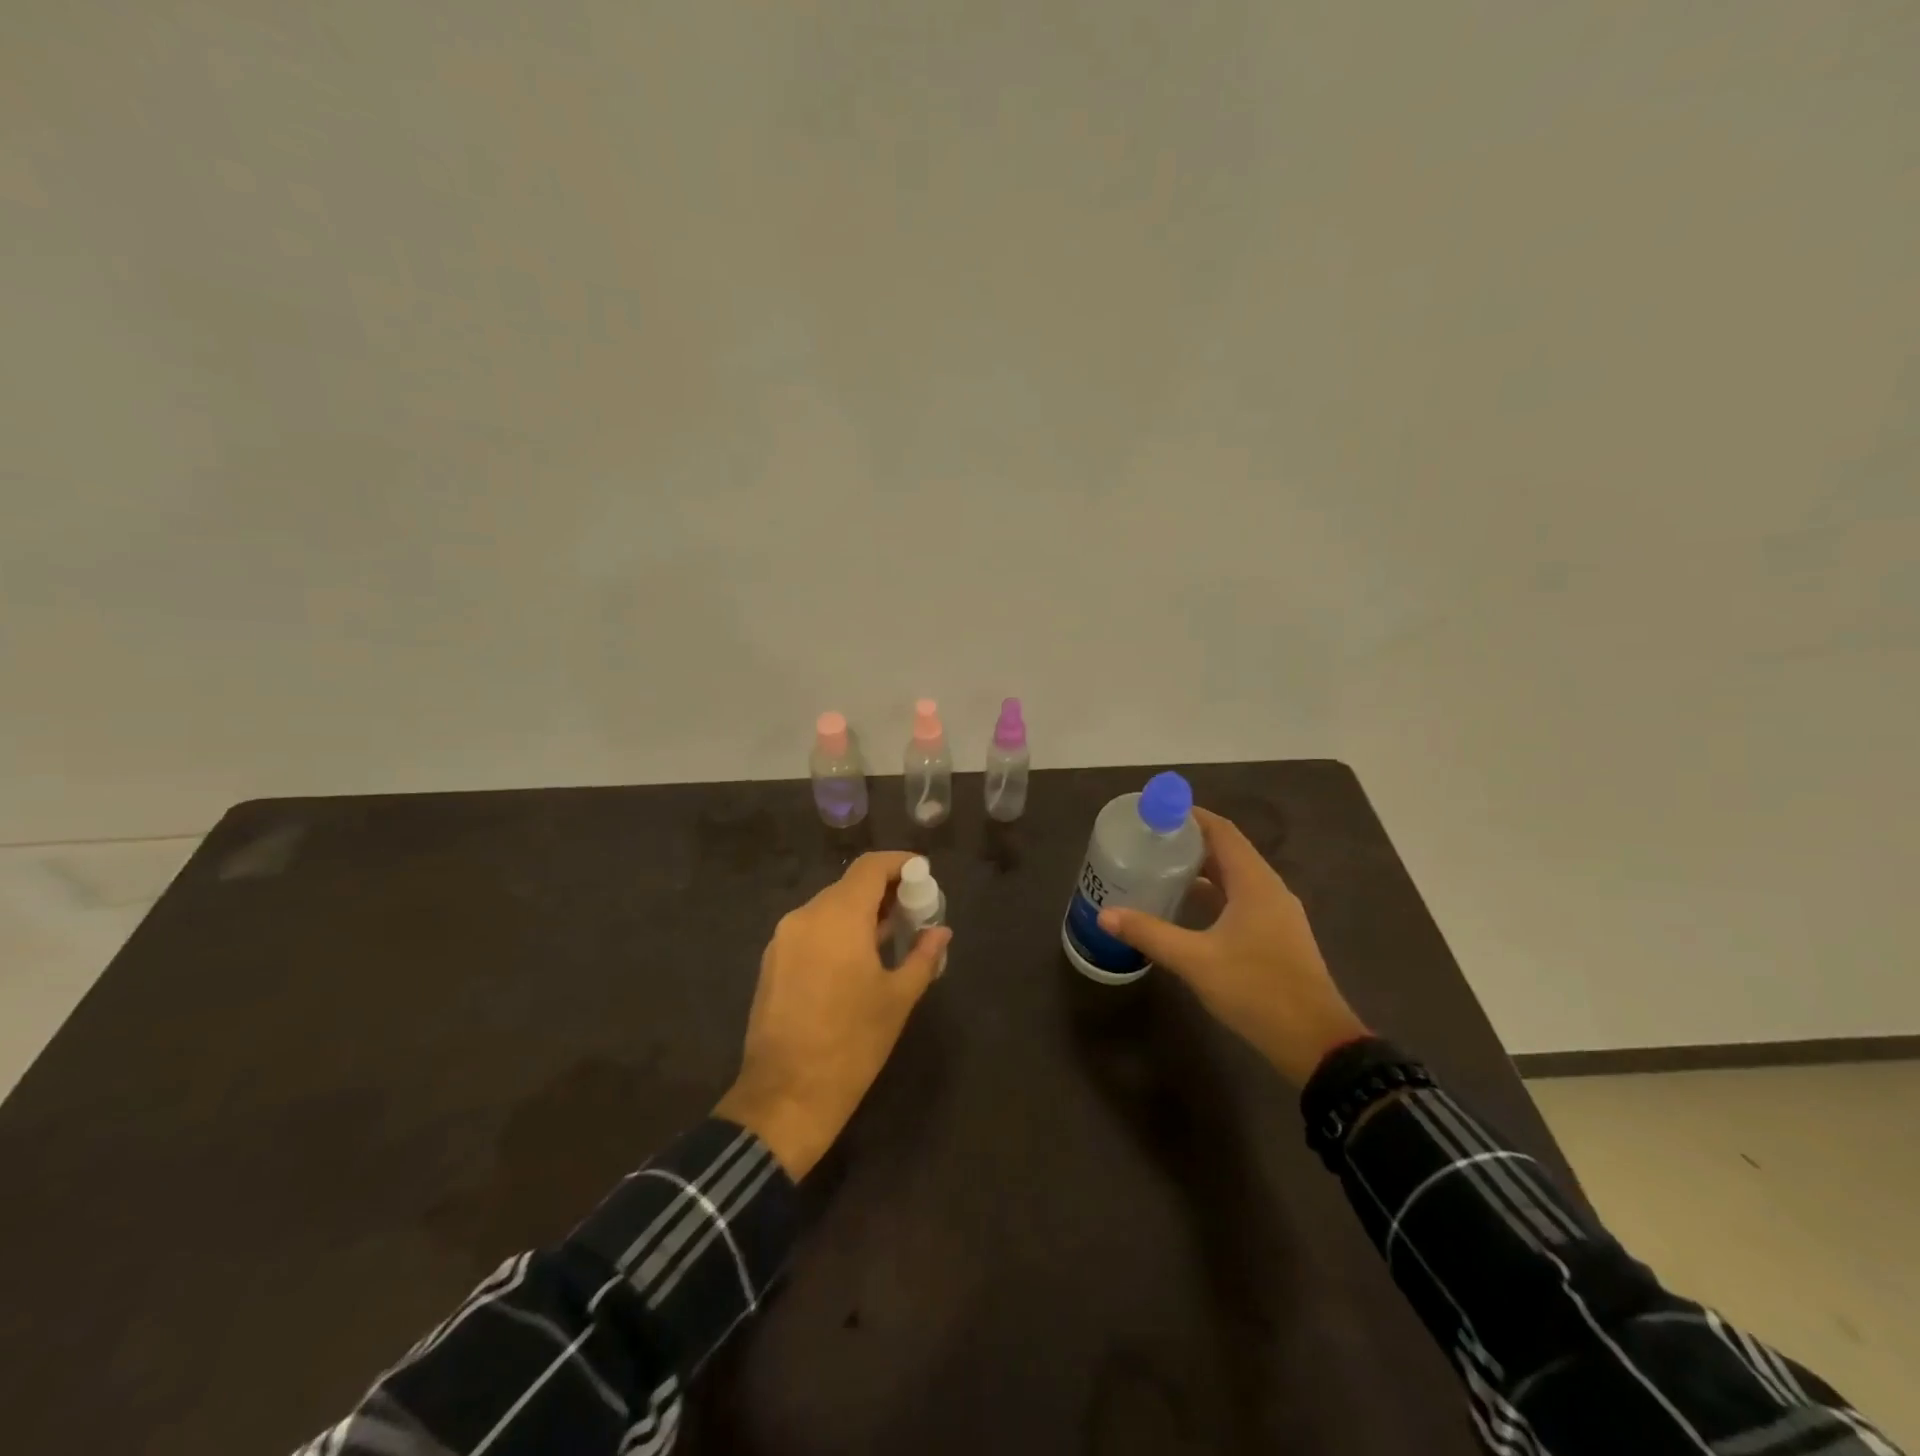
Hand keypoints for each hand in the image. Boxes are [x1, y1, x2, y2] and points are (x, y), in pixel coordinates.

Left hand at [714, 852, 951, 1178]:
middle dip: (883, 892)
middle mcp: (806, 916)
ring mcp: (783, 939)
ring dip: (859, 913)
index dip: (899, 863)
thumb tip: (941, 932)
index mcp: (839, 917)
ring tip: (889, 937)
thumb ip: (922, 956)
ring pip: (828, 908)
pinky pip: (811, 930)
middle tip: (913, 911)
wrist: (784, 1097)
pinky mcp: (772, 962)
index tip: (923, 874)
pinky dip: (836, 932)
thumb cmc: (852, 1044)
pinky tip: (855, 960)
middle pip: (849, 886)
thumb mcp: (897, 999)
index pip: (870, 868)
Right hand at [1097, 808, 1367, 1084]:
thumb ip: (1150, 934)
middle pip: (1228, 850)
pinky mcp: (1276, 936)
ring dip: (1202, 869)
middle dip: (1190, 841)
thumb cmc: (1256, 990)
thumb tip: (1106, 915)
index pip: (1222, 831)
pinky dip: (1214, 893)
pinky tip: (1187, 907)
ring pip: (1235, 877)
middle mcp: (1269, 889)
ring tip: (1161, 868)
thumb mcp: (1196, 960)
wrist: (1315, 1042)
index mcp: (1255, 883)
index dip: (1191, 816)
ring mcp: (1276, 914)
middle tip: (1149, 840)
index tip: (1156, 812)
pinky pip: (1241, 899)